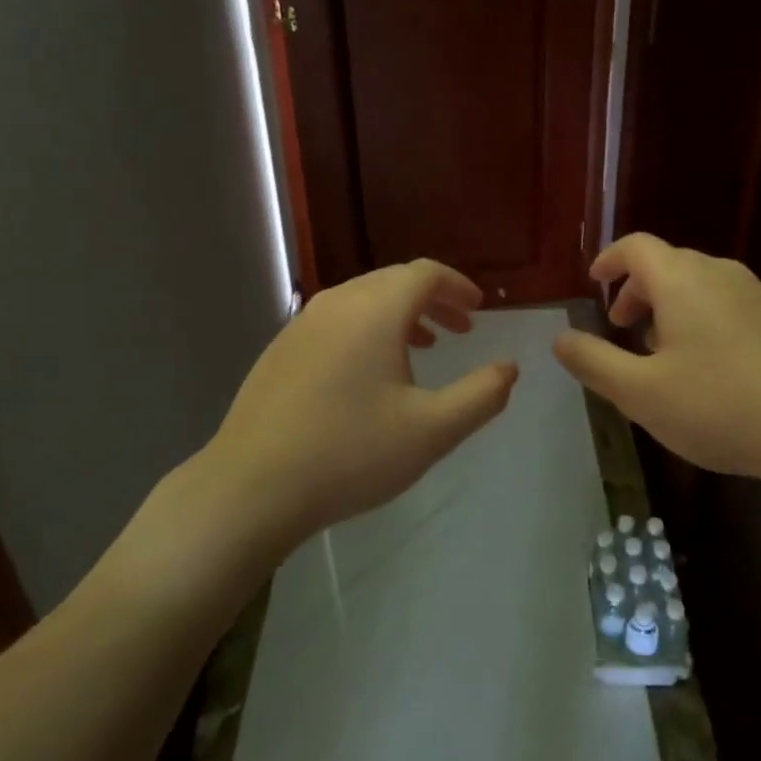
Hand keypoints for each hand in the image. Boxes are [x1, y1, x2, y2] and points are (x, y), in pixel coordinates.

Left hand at [203, 260, 517, 538]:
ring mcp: (302, 323)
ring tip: (423, 346)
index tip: (479, 309)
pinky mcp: (281, 349)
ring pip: (363, 300)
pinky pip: (336, 320)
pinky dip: (366, 329)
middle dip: (433, 299)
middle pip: (394, 281)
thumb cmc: (350, 454)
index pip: (425, 273)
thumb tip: (509, 368)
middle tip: (460, 328)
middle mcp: (337, 302)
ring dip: (400, 314)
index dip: (457, 285)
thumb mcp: (431, 432)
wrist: (251, 487)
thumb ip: (480, 396)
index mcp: (375, 310)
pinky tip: (369, 373)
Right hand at [552, 234, 760, 506]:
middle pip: (669, 264)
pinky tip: (714, 369)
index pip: (637, 247)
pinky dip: (706, 319)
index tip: (594, 281)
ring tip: (665, 353)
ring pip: (703, 285)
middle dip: (638, 290)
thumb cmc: (721, 407)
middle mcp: (722, 274)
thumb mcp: (641, 394)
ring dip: (673, 307)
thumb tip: (559, 338)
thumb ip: (594, 362)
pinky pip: (732, 305)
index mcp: (683, 281)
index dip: (610, 259)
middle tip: (624, 329)